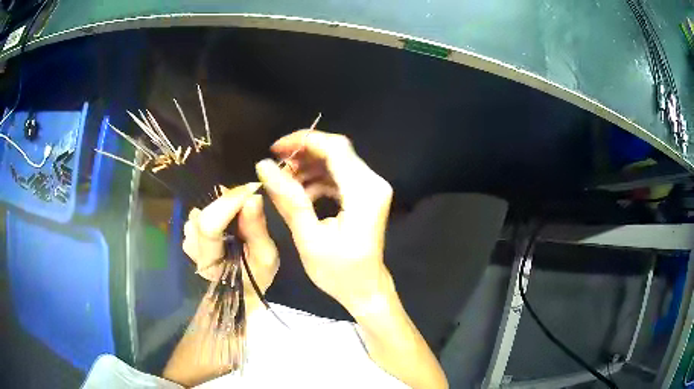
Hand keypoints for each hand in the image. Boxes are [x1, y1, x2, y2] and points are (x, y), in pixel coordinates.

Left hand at [182, 183, 278, 299]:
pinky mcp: (189, 233)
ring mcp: (188, 240)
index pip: (209, 226)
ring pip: (201, 211)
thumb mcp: (266, 258)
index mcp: (210, 263)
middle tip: (249, 200)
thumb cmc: (254, 278)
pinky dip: (216, 209)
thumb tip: (253, 197)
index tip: (252, 190)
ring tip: (239, 216)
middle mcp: (192, 248)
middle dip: (228, 202)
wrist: (237, 292)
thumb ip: (257, 229)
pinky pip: (200, 212)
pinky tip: (228, 220)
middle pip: (204, 214)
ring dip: (222, 207)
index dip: (229, 203)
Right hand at [256, 130, 393, 313]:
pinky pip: (339, 176)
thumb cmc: (339, 273)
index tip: (274, 149)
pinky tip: (300, 192)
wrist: (366, 289)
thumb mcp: (308, 238)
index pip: (335, 148)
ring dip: (308, 167)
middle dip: (303, 153)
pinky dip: (317, 178)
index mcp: (363, 192)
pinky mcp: (366, 195)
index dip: (303, 141)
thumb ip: (288, 199)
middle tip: (276, 166)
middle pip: (336, 151)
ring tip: (283, 182)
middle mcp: (373, 183)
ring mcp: (372, 188)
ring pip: (336, 161)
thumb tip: (264, 166)